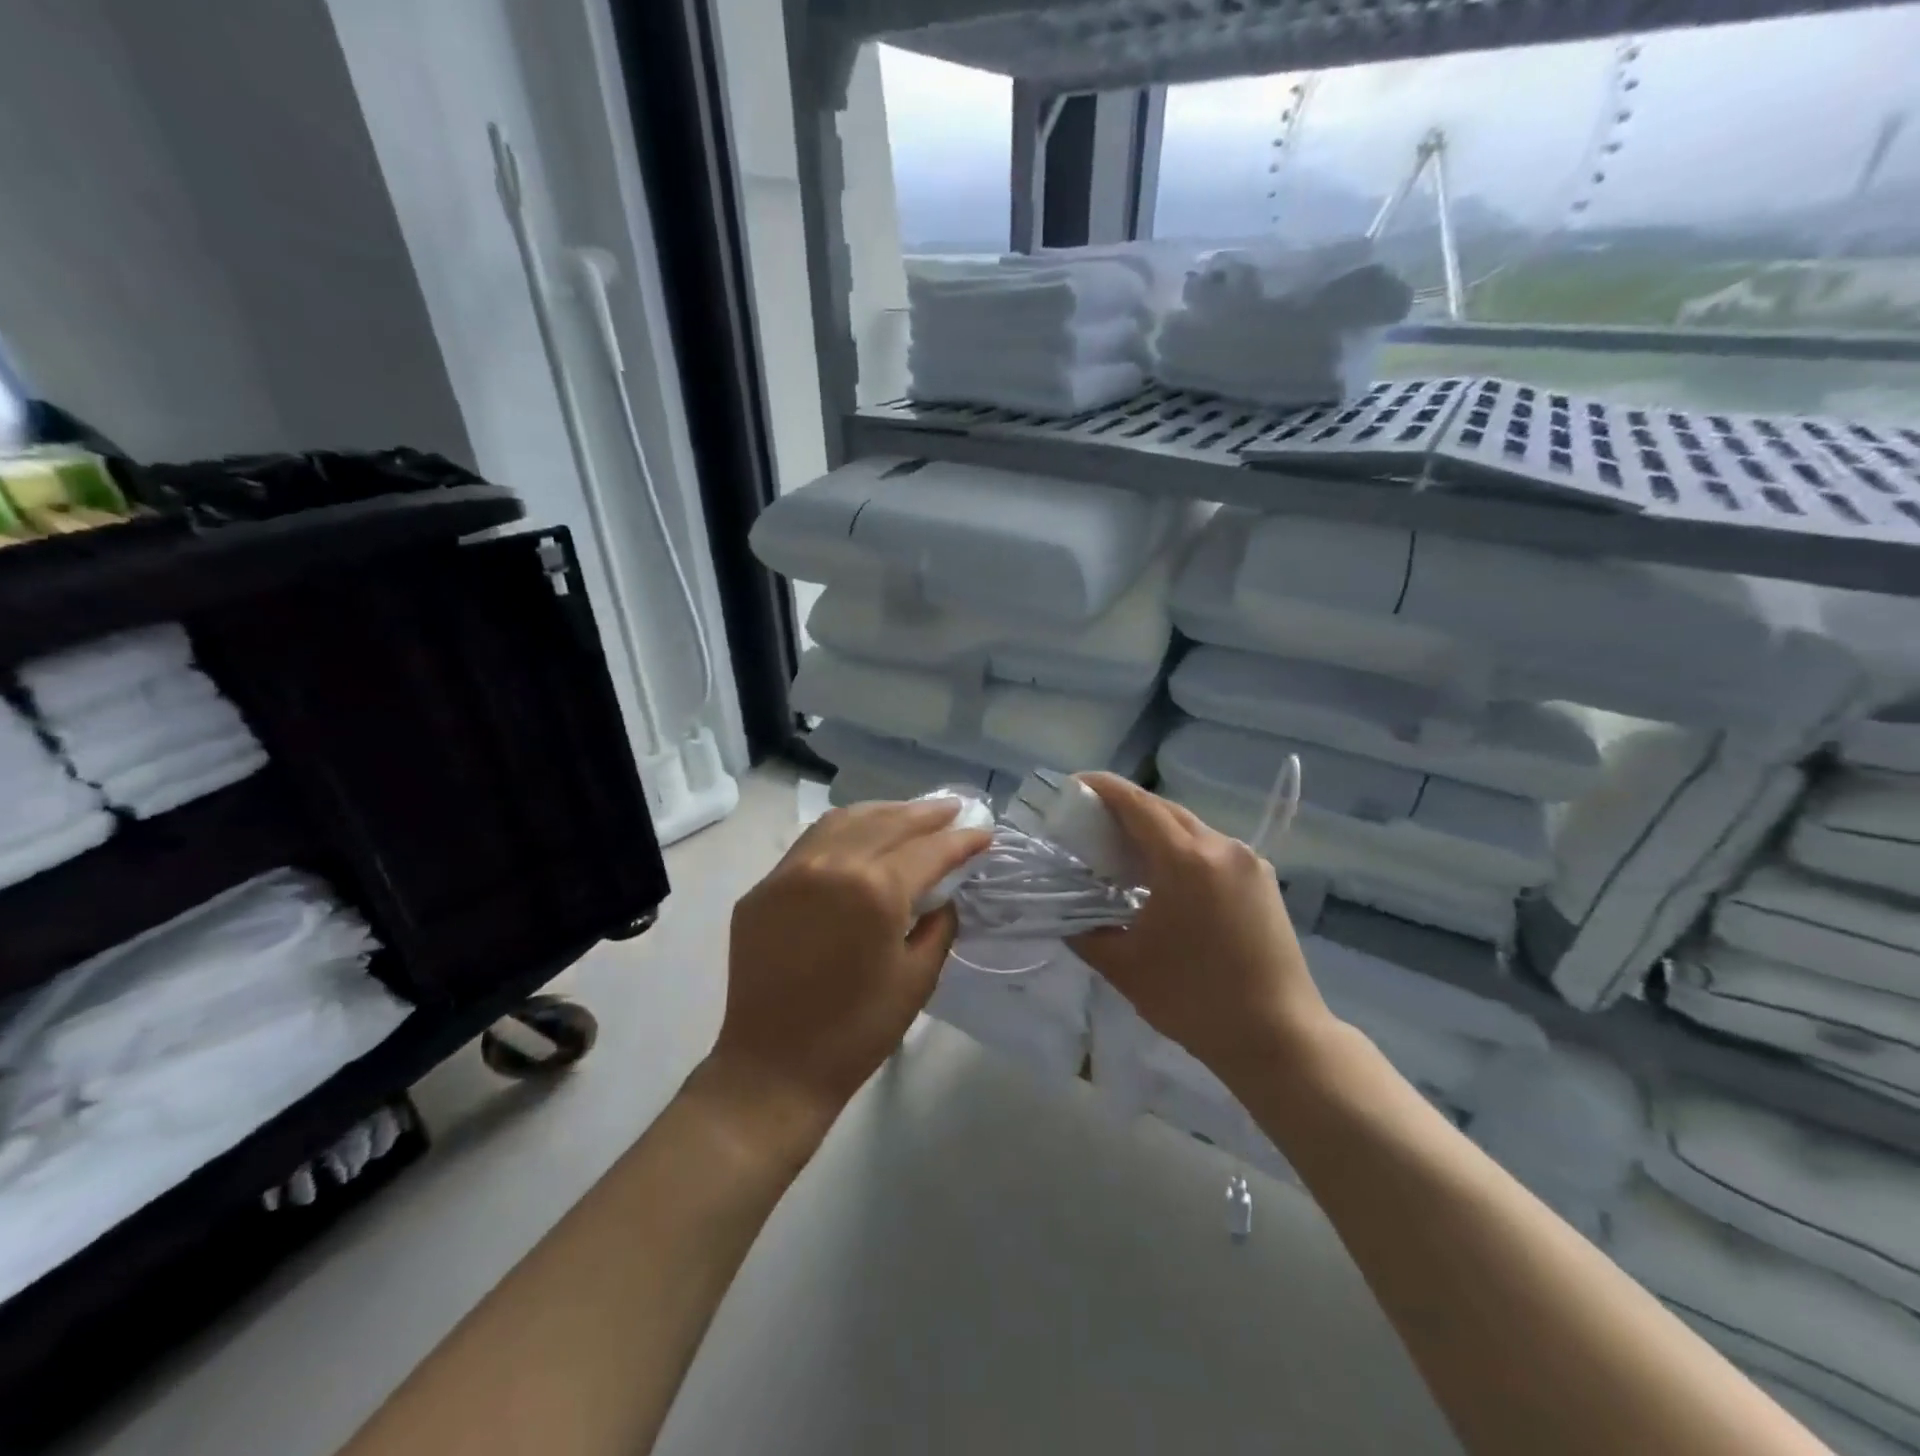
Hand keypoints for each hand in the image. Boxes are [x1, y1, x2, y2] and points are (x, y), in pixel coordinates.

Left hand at [711, 798, 992, 1134]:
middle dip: (926, 814)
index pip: (928, 850)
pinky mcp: (763, 887)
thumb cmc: (858, 1031)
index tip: (983, 832)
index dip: (961, 840)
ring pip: (844, 821)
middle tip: (953, 809)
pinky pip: (810, 843)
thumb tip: (943, 894)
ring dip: (884, 813)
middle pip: (887, 822)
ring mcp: (789, 872)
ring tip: (910, 814)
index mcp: (874, 890)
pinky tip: (860, 836)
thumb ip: (939, 924)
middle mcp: (830, 865)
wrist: (774, 1067)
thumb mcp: (918, 978)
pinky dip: (844, 831)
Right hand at [1069, 774, 1335, 1087]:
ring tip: (1124, 852)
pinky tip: (1165, 878)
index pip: (1136, 804)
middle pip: (1164, 810)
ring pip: (1190, 829)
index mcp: (1186, 860)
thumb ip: (1085, 933)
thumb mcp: (1125, 967)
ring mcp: (1248, 863)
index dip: (1102, 788)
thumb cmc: (1195, 1000)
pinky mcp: (1262, 882)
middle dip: (1125, 808)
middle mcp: (1221, 848)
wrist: (1280, 1039)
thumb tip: (1067, 916)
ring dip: (1155, 831)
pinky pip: (1212, 850)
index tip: (1072, 786)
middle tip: (1091, 822)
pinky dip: (1181, 850)